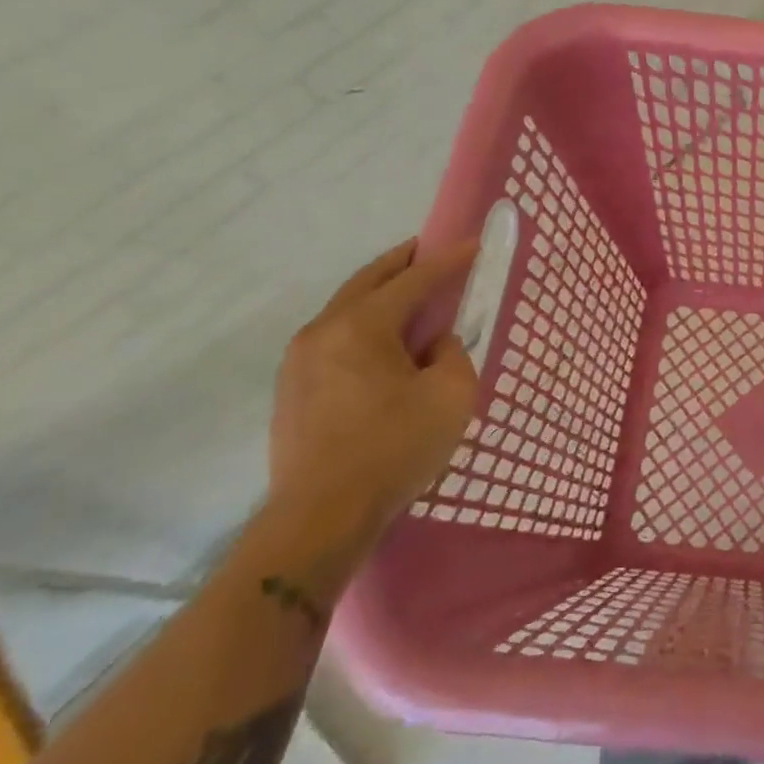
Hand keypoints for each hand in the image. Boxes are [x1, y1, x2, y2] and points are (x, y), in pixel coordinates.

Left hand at [268, 238, 480, 562]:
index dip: (447, 260)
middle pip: (367, 282)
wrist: (320, 518)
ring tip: (409, 297)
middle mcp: (322, 332)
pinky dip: (362, 326)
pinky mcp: (291, 392)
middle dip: (401, 263)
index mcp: (361, 326)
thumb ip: (453, 355)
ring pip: (345, 310)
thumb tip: (436, 346)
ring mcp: (299, 362)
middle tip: (429, 251)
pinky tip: (382, 345)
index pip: (412, 280)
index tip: (472, 244)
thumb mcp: (450, 395)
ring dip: (378, 295)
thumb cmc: (393, 448)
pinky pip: (334, 340)